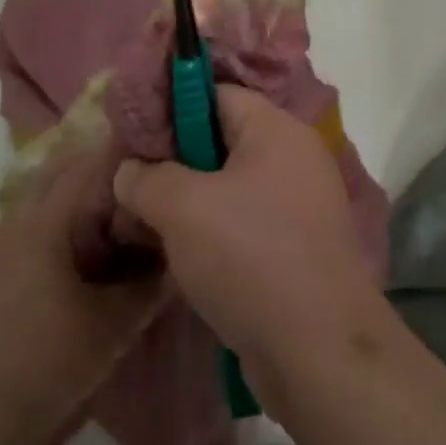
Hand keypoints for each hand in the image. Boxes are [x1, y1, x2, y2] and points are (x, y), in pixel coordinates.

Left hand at [0, 151, 165, 444]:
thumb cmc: (40, 360)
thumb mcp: (110, 326)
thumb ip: (148, 288)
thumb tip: (179, 260)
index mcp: (45, 220)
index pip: (90, 165)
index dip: (127, 156)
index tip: (164, 158)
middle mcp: (20, 222)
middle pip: (66, 179)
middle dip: (107, 178)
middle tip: (150, 190)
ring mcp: (3, 249)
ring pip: (52, 208)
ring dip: (88, 208)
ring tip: (132, 222)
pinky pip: (41, 236)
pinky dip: (71, 235)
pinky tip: (99, 259)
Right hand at [112, 87, 382, 390]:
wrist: (317, 350)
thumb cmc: (249, 257)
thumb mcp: (182, 207)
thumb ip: (146, 178)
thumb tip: (128, 171)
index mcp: (277, 131)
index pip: (218, 94)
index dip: (171, 107)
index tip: (130, 134)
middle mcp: (295, 160)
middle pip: (222, 141)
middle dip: (173, 161)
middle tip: (129, 181)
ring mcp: (300, 207)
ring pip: (230, 188)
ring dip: (188, 202)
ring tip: (142, 220)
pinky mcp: (297, 249)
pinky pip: (244, 224)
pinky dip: (212, 233)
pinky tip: (177, 254)